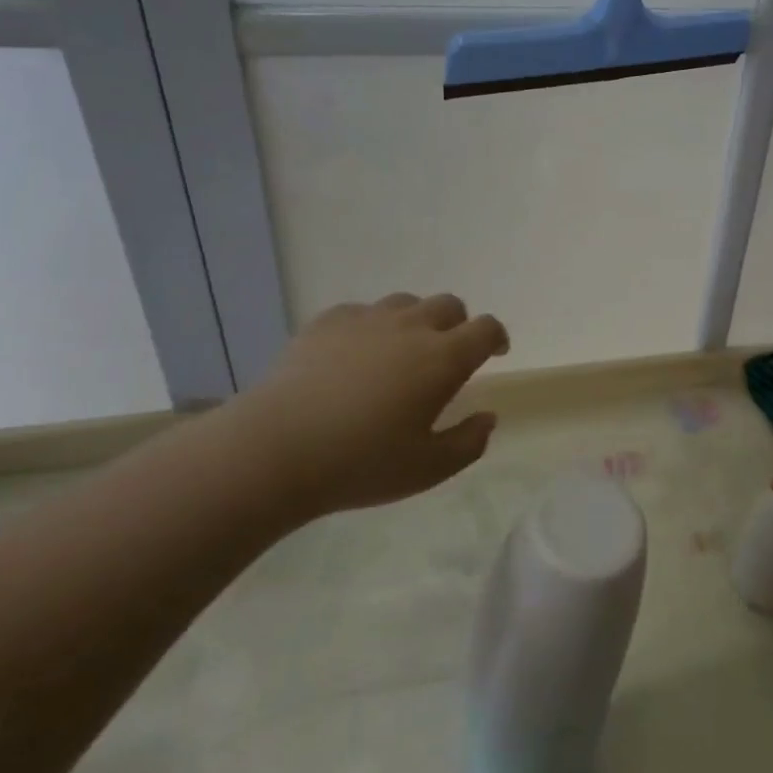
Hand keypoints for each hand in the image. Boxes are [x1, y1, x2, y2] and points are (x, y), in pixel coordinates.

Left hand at [227, 293, 509, 525]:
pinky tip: (356, 356)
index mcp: (443, 358)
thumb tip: (488, 417)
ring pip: (406, 303)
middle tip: (448, 357)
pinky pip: (362, 312)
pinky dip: (372, 327)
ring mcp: (366, 320)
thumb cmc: (361, 463)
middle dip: (458, 325)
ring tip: (402, 353)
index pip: (485, 328)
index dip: (496, 337)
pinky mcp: (326, 323)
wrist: (275, 450)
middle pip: (449, 305)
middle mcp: (410, 327)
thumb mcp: (428, 469)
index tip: (495, 353)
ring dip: (416, 321)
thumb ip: (469, 442)